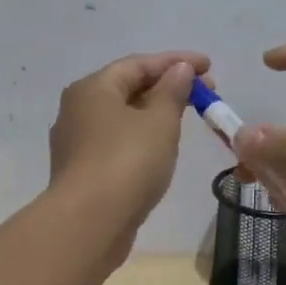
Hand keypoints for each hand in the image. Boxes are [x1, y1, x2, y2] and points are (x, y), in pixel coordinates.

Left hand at [48, 50, 209, 244]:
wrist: (90, 223)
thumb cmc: (127, 162)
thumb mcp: (160, 122)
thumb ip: (172, 91)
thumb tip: (179, 69)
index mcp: (93, 88)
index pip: (138, 64)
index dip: (176, 61)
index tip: (209, 65)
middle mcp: (78, 109)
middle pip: (127, 88)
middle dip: (167, 87)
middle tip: (205, 94)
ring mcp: (77, 142)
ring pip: (122, 117)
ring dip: (154, 112)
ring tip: (186, 117)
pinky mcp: (83, 171)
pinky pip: (117, 142)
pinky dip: (141, 137)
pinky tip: (161, 147)